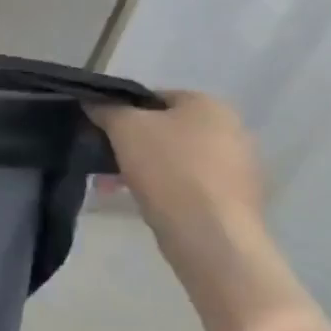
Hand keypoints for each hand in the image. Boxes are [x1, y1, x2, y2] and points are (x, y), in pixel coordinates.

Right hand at [87, 91, 265, 244]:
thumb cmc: (167, 168)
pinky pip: (188, 184)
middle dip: (129, 145)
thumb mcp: (124, 128)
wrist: (209, 232)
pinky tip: (140, 200)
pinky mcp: (234, 198)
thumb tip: (94, 101)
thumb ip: (106, 108)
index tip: (101, 131)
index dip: (122, 111)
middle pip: (164, 130)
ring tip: (110, 186)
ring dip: (140, 168)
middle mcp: (231, 129)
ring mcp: (237, 166)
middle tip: (102, 162)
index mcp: (209, 105)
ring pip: (173, 158)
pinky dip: (162, 188)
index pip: (154, 97)